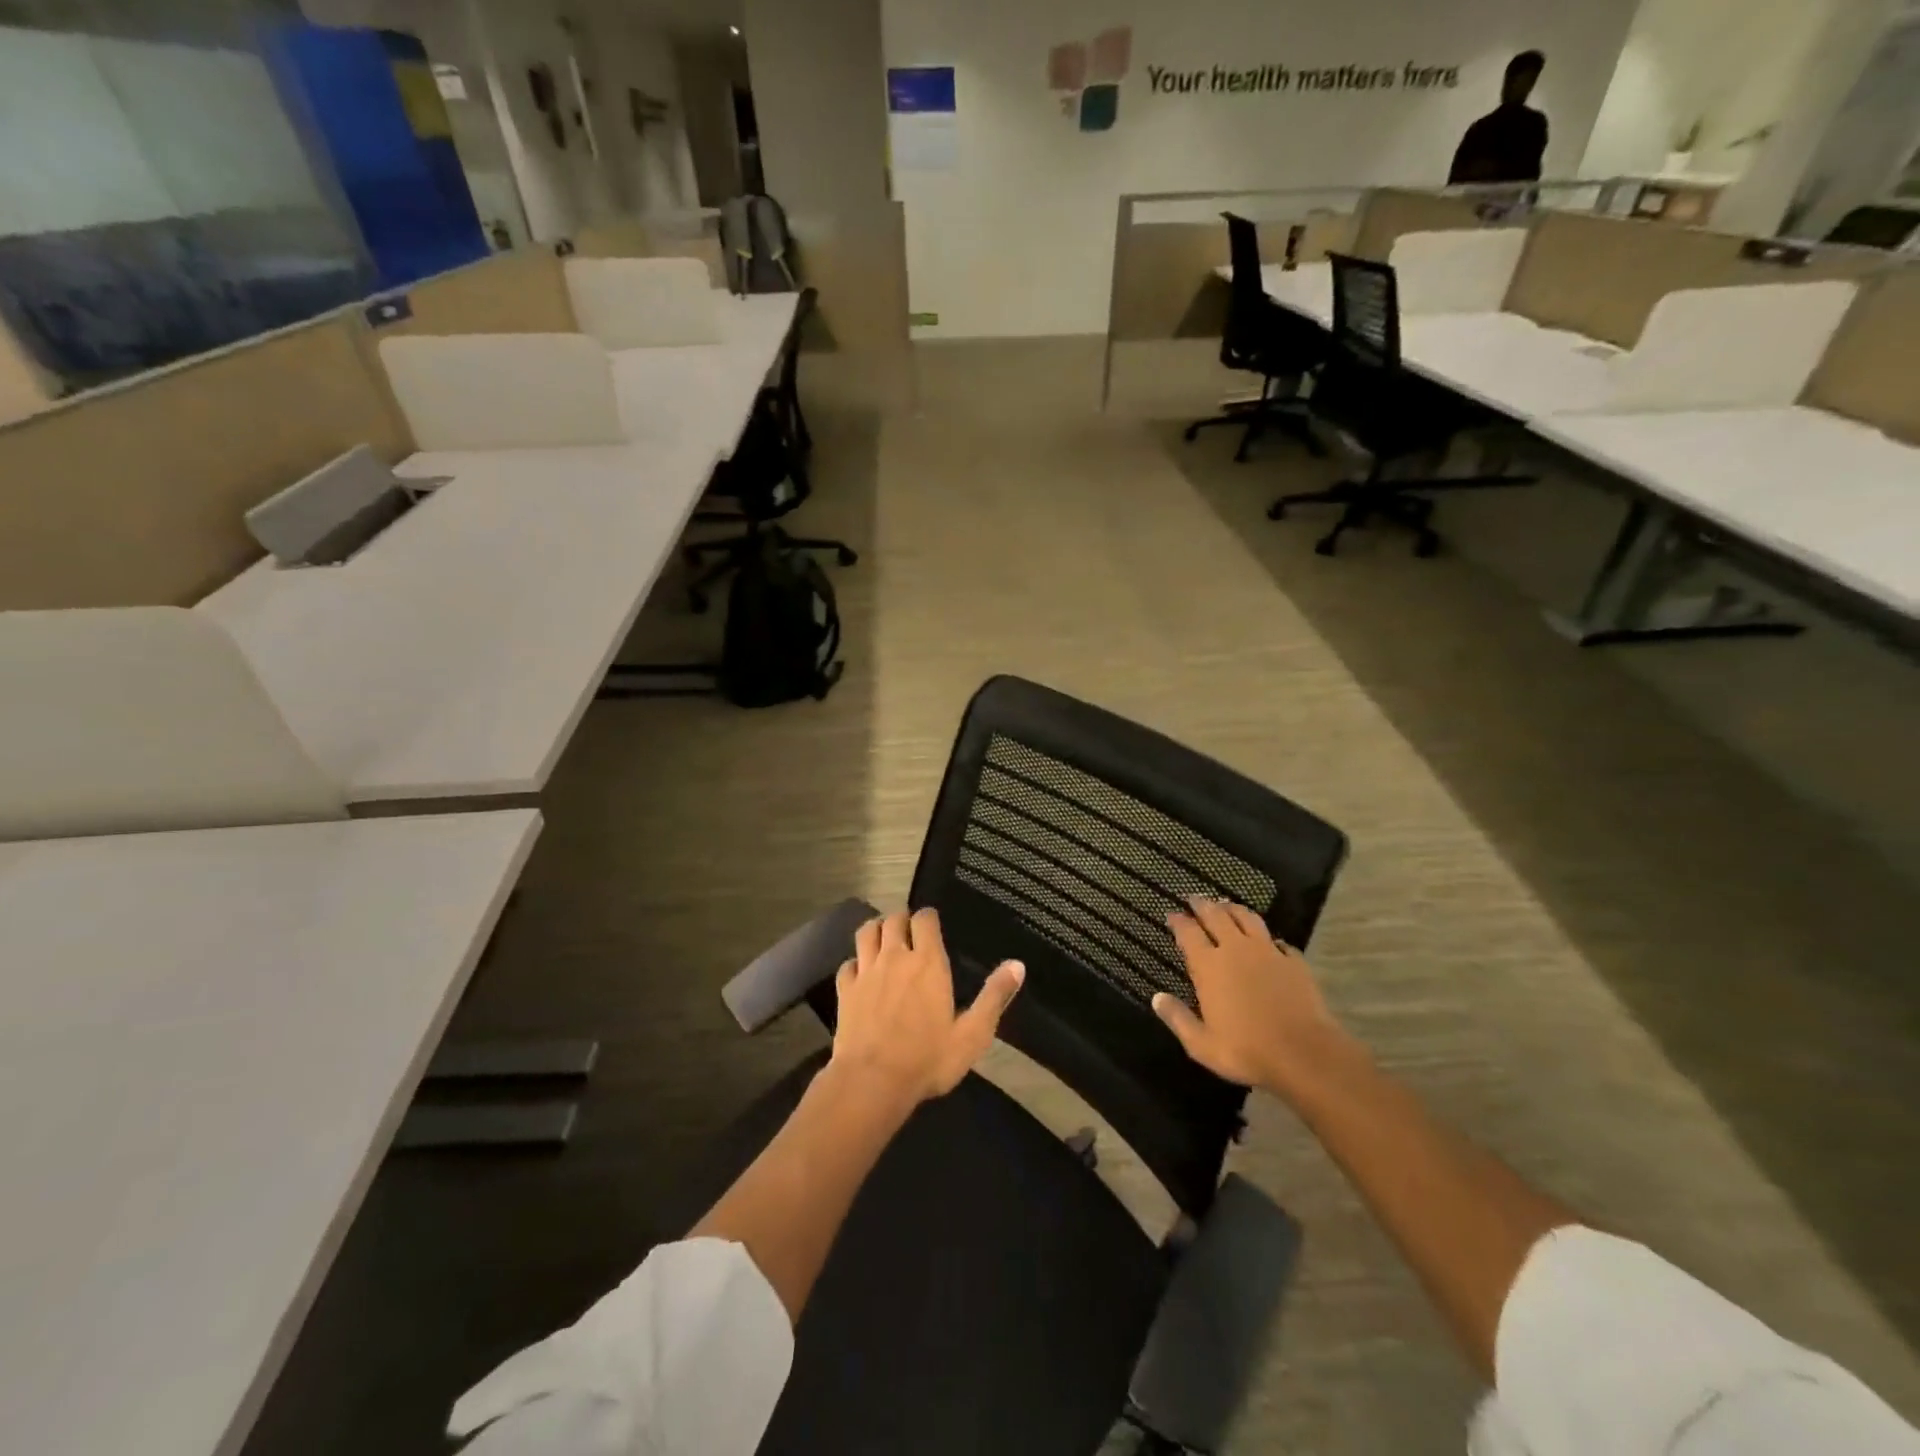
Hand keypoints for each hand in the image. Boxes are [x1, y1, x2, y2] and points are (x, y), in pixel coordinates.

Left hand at [832, 908, 1024, 1108]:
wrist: (872, 1082)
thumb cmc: (928, 1059)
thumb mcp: (972, 1034)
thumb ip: (994, 996)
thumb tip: (1018, 965)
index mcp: (927, 962)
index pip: (925, 919)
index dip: (928, 916)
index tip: (932, 923)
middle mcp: (895, 957)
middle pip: (893, 919)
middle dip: (902, 919)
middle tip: (909, 930)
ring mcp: (866, 972)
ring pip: (866, 932)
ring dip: (876, 929)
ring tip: (883, 938)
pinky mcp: (845, 990)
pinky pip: (848, 963)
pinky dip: (855, 962)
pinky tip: (861, 973)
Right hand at [1152, 897, 1347, 1098]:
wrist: (1304, 1053)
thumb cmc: (1246, 1050)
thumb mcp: (1201, 1044)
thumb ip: (1177, 1018)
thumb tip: (1157, 998)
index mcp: (1209, 966)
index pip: (1188, 933)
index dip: (1178, 921)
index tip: (1171, 914)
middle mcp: (1236, 949)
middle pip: (1216, 916)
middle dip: (1202, 904)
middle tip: (1194, 898)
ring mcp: (1268, 952)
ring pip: (1247, 919)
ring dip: (1233, 909)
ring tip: (1226, 905)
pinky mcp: (1294, 962)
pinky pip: (1279, 941)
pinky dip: (1269, 937)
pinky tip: (1269, 941)